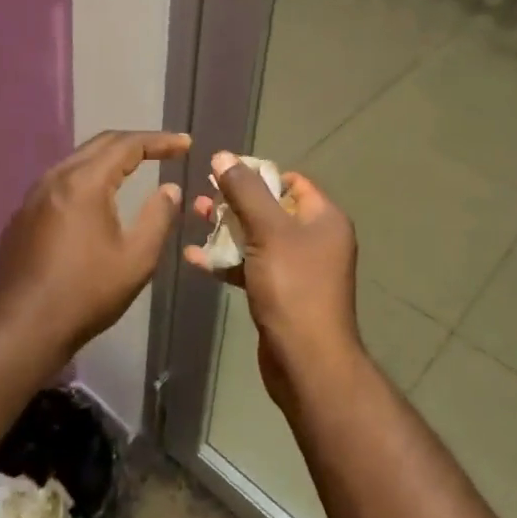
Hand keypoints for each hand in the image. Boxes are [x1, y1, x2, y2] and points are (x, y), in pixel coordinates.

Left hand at [0, 130, 191, 358]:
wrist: (19, 330)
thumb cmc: (85, 294)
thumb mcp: (136, 259)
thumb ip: (158, 217)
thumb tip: (170, 189)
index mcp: (84, 183)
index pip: (127, 145)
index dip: (160, 141)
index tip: (185, 144)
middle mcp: (55, 178)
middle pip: (100, 144)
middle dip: (135, 142)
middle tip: (165, 150)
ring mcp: (33, 196)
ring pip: (77, 161)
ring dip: (109, 158)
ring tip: (136, 167)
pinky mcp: (22, 216)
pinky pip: (61, 181)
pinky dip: (88, 176)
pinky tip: (98, 196)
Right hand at [184, 151, 363, 407]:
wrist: (306, 361)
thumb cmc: (293, 287)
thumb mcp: (268, 231)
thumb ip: (245, 191)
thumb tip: (223, 155)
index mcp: (324, 218)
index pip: (291, 181)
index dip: (257, 173)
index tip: (222, 173)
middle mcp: (315, 239)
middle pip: (271, 208)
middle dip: (235, 201)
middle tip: (201, 196)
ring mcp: (298, 268)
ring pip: (257, 237)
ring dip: (226, 228)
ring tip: (192, 217)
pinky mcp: (280, 293)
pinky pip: (251, 266)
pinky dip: (227, 260)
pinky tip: (195, 258)